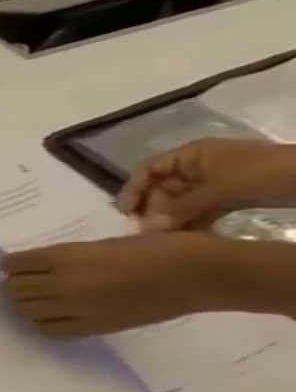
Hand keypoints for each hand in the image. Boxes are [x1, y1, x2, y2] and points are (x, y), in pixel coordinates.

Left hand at [0, 232, 228, 337]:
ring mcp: (76, 308)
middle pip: (12, 289)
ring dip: (26, 304)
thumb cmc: (157, 250)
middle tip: (28, 283)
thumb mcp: (100, 244)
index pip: (12, 264)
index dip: (12, 265)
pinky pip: (48, 330)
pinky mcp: (94, 327)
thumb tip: (37, 267)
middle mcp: (62, 284)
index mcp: (65, 257)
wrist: (203, 275)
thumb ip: (65, 257)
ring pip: (23, 310)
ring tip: (40, 299)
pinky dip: (43, 323)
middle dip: (15, 285)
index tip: (18, 266)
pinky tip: (54, 316)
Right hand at [117, 138, 295, 230]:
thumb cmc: (266, 174)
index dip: (133, 189)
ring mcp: (217, 181)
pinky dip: (195, 221)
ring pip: (182, 201)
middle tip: (152, 231)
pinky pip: (202, 209)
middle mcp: (199, 165)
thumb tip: (144, 230)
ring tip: (170, 237)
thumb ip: (179, 209)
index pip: (149, 170)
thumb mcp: (219, 190)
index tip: (126, 213)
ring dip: (173, 218)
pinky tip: (192, 236)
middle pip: (163, 187)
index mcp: (192, 154)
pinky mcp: (232, 196)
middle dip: (155, 209)